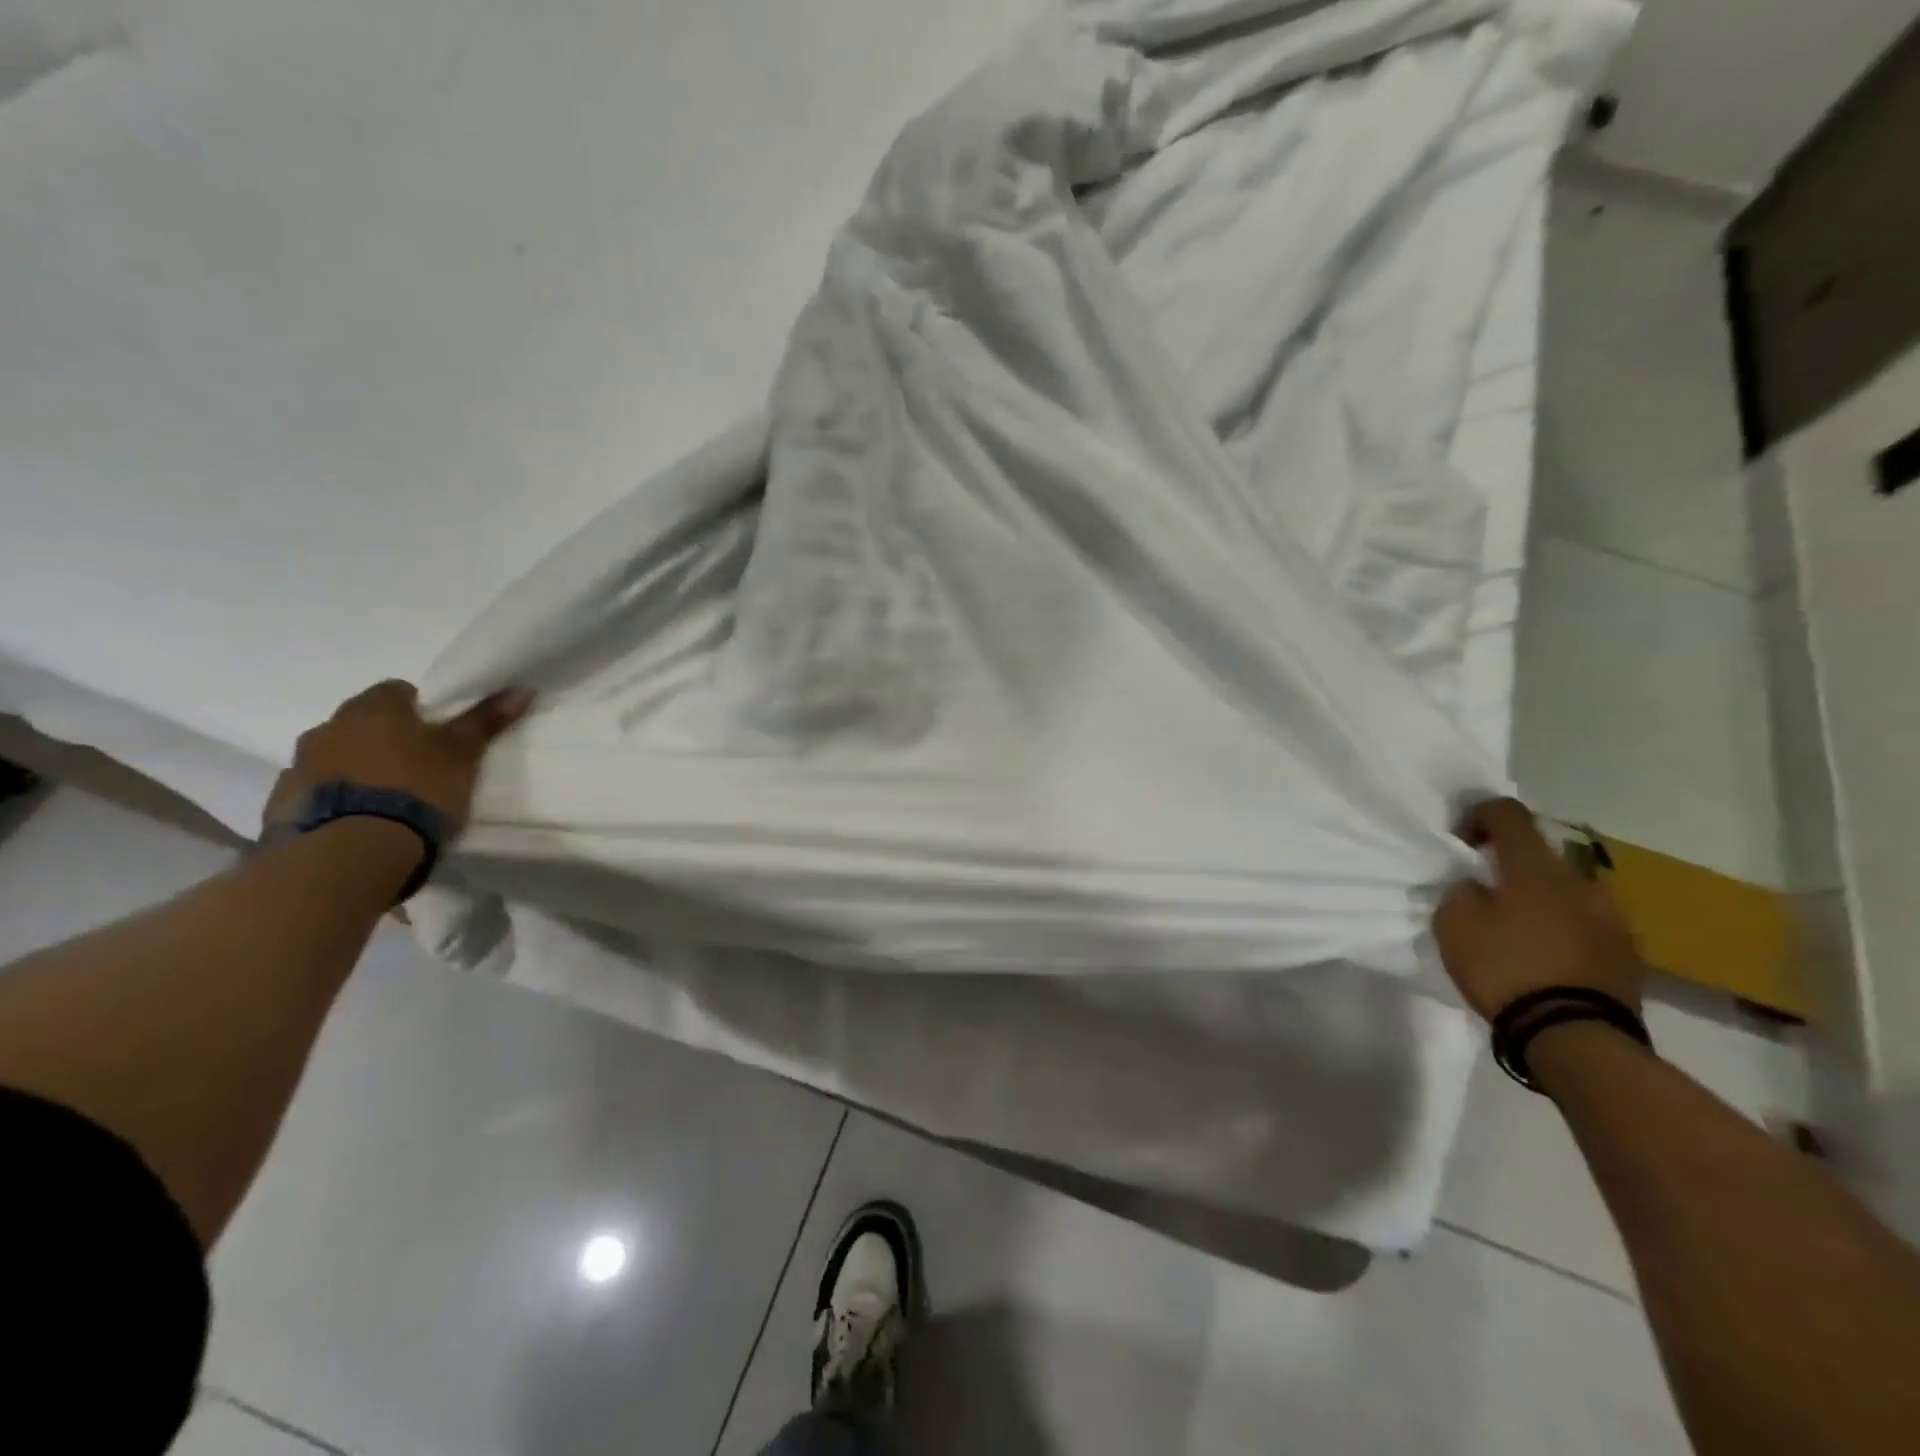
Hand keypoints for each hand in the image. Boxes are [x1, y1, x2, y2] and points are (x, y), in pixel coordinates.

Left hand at [263, 681, 532, 834]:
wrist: (352, 851)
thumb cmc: (417, 789)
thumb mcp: (463, 755)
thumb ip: (485, 722)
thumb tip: (521, 689)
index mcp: (372, 708)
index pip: (396, 691)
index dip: (420, 710)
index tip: (439, 735)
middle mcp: (328, 728)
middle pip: (362, 724)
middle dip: (384, 740)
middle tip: (417, 768)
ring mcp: (299, 767)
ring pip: (335, 758)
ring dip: (357, 771)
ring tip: (388, 802)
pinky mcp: (282, 806)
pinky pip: (316, 793)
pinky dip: (336, 801)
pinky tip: (359, 823)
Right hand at [1433, 797, 1646, 1020]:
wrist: (1575, 1036)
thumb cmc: (1505, 968)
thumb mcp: (1455, 924)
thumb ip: (1463, 892)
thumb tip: (1478, 886)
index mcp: (1535, 867)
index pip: (1508, 813)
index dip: (1479, 814)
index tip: (1461, 841)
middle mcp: (1580, 881)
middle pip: (1541, 854)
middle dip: (1513, 866)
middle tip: (1487, 894)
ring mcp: (1612, 918)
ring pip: (1568, 891)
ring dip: (1542, 899)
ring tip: (1519, 930)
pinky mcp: (1628, 953)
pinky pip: (1587, 925)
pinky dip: (1564, 929)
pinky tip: (1546, 957)